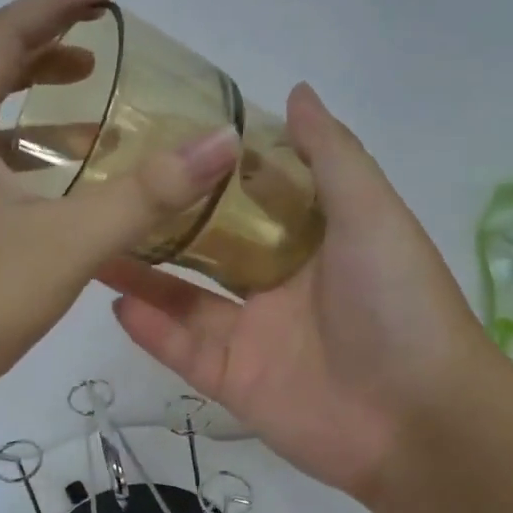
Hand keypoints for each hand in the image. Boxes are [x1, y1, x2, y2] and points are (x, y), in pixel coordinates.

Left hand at [0, 0, 241, 428]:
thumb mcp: (68, 242)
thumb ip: (147, 193)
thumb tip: (220, 142)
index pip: (5, 33)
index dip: (57, 5)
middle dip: (48, 52)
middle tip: (103, 51)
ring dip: (39, 112)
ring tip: (96, 118)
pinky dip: (28, 162)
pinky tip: (64, 192)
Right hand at [102, 84, 495, 502]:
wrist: (418, 421)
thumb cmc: (398, 304)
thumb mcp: (372, 214)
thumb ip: (331, 156)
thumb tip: (296, 92)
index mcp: (314, 242)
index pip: (252, 198)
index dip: (212, 171)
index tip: (162, 139)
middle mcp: (279, 286)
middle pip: (209, 249)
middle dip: (165, 224)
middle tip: (109, 191)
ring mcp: (253, 336)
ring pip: (185, 299)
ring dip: (142, 273)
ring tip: (94, 241)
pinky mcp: (233, 382)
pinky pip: (182, 350)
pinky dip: (150, 329)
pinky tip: (114, 299)